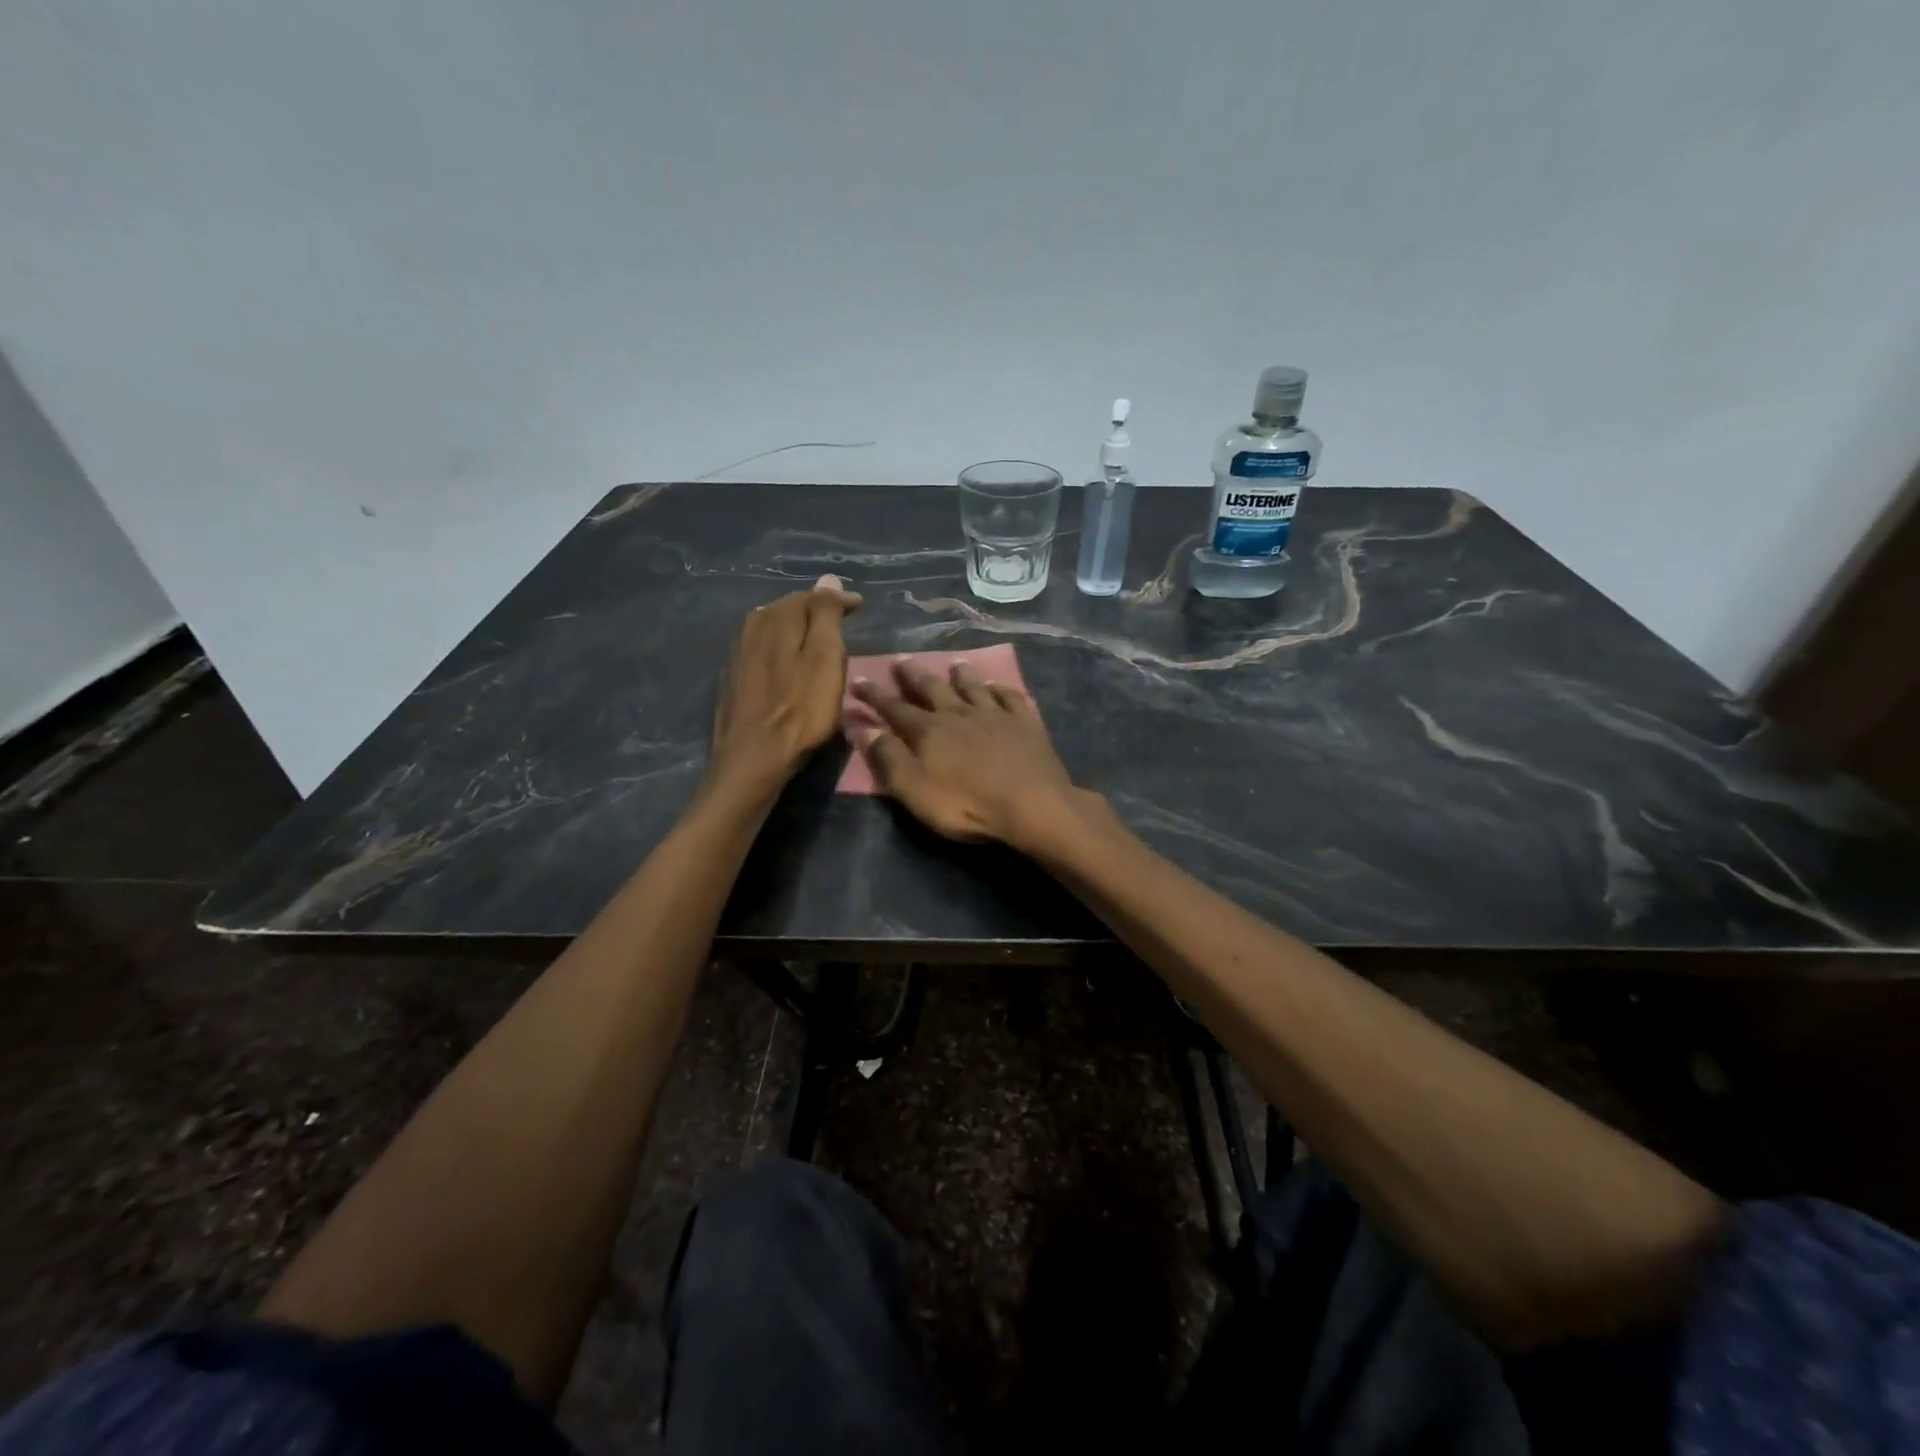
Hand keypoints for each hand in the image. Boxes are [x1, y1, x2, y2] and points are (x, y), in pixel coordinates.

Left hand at [709, 575, 862, 794]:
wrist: (753, 758)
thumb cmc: (801, 710)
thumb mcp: (825, 659)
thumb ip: (826, 616)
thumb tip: (827, 579)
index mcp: (776, 619)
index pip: (811, 597)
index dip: (837, 600)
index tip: (860, 606)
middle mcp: (752, 628)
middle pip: (787, 608)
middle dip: (814, 609)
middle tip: (840, 618)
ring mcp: (738, 654)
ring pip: (770, 626)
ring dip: (794, 626)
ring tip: (815, 636)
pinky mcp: (733, 679)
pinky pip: (760, 647)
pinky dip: (779, 646)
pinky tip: (786, 659)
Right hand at [851, 659, 1083, 849]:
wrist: (1031, 805)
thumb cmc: (967, 804)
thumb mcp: (915, 789)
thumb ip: (890, 758)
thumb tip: (867, 729)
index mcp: (929, 731)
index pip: (894, 708)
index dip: (874, 695)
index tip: (858, 679)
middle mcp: (959, 714)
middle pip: (932, 688)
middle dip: (913, 675)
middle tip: (901, 660)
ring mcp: (996, 715)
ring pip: (973, 687)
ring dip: (961, 675)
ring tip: (954, 663)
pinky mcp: (1026, 723)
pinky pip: (1010, 697)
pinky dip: (1000, 688)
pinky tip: (997, 686)